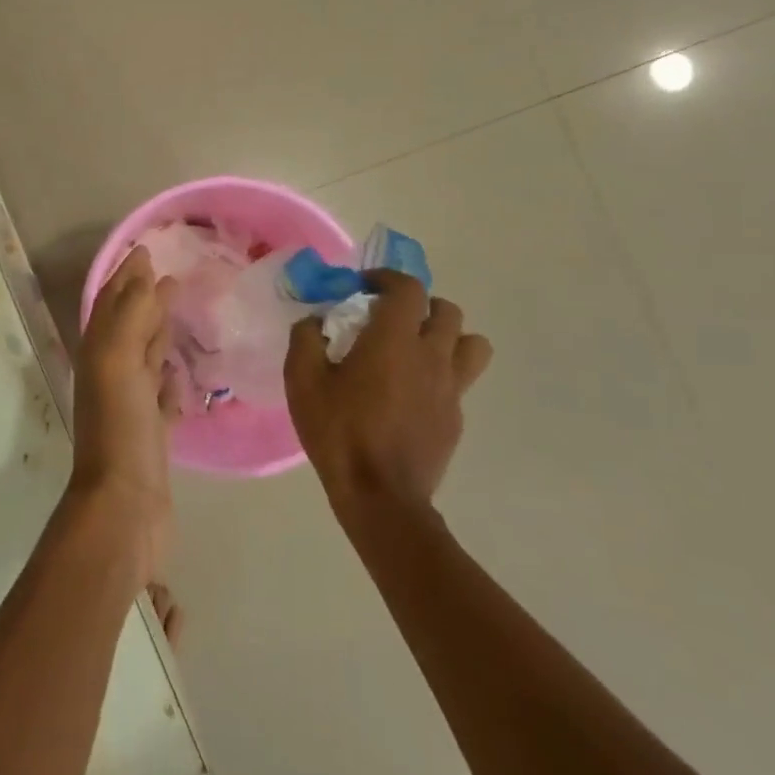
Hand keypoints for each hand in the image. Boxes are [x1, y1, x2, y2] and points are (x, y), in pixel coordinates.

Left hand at [73, 246, 178, 575]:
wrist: (124, 507)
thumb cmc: (120, 427)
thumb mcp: (119, 361)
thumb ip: (131, 316)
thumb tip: (144, 273)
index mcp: (100, 353)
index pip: (112, 302)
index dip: (126, 275)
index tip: (147, 249)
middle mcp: (112, 374)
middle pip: (128, 326)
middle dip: (144, 298)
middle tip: (171, 273)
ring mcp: (132, 405)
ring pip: (144, 358)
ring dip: (158, 333)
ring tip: (179, 311)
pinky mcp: (153, 433)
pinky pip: (161, 396)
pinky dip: (170, 379)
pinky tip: (182, 372)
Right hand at [284, 270, 492, 511]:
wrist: (380, 496)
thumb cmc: (338, 432)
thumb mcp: (302, 381)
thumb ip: (306, 339)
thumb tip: (315, 321)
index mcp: (395, 340)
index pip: (408, 288)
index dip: (387, 278)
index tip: (364, 287)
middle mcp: (432, 356)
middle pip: (447, 310)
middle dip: (419, 305)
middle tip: (389, 318)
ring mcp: (451, 388)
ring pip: (471, 343)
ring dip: (446, 336)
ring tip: (415, 348)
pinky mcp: (456, 417)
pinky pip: (459, 379)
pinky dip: (440, 373)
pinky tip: (410, 392)